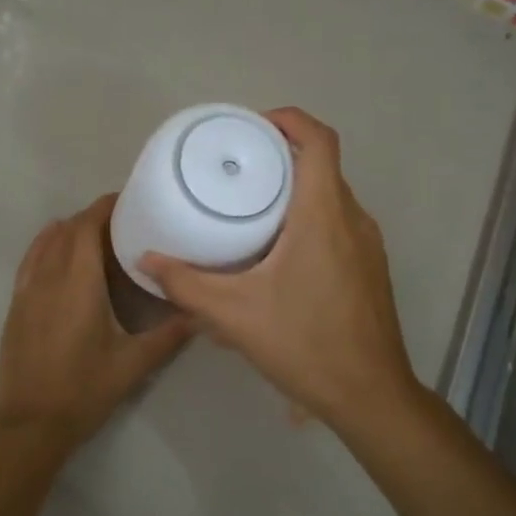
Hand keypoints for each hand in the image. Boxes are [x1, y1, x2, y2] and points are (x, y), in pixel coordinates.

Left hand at [0, 193, 192, 449]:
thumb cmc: (84, 390)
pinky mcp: (15, 307)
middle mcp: (48, 278)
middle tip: (121, 221)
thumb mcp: (133, 365)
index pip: (86, 227)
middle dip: (91, 217)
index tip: (127, 201)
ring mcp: (26, 291)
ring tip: (94, 235)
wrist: (31, 423)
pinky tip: (60, 259)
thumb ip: (168, 335)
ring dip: (67, 231)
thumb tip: (200, 313)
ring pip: (44, 243)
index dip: (104, 207)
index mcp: (78, 284)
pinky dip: (45, 248)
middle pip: (66, 231)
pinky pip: (29, 262)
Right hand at [140, 108, 419, 430]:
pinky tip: (277, 253)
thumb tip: (145, 260)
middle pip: (322, 166)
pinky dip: (309, 219)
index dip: (288, 120)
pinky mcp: (370, 268)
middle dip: (281, 157)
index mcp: (324, 215)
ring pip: (331, 197)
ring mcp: (368, 245)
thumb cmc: (304, 344)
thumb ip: (186, 284)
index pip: (318, 140)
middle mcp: (353, 219)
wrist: (369, 395)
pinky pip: (339, 224)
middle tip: (236, 171)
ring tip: (250, 209)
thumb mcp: (234, 315)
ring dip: (295, 191)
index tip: (252, 127)